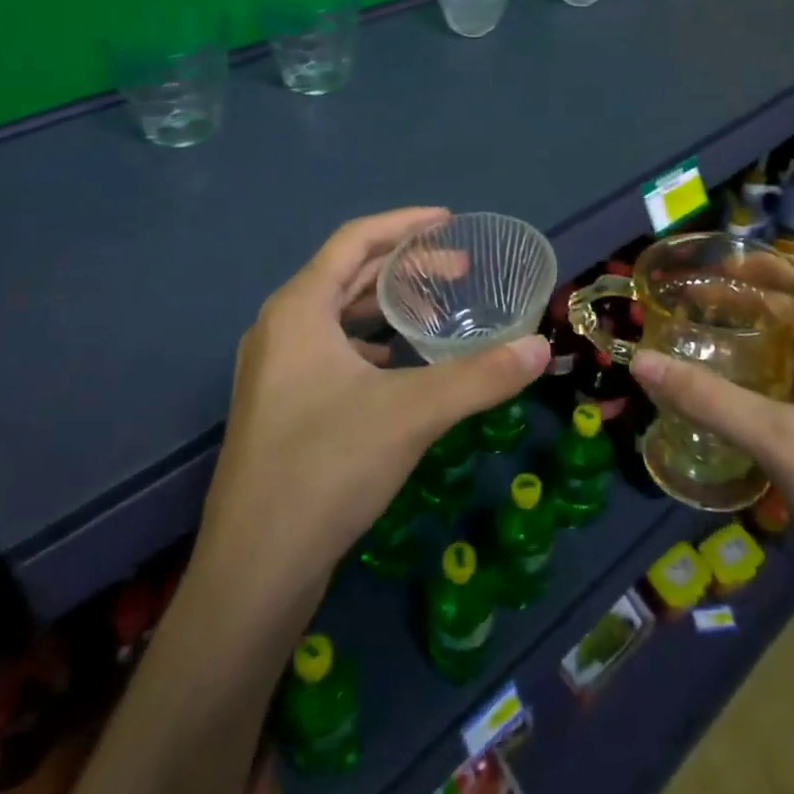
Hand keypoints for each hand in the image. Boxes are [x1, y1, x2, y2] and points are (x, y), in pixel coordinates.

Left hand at [200, 208, 548, 589]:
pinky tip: (401, 365)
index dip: (404, 224)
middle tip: (459, 270)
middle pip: (347, 274)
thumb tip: (540, 348)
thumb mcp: (412, 414)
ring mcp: (274, 370)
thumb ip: (481, 377)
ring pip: (337, 315)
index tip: (450, 221)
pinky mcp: (279, 406)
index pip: (355, 240)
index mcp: (298, 308)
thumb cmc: (326, 469)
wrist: (253, 572)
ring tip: (437, 313)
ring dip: (387, 306)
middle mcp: (279, 328)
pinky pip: (330, 350)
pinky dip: (370, 343)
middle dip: (405, 267)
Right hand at [629, 257, 793, 636]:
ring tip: (705, 341)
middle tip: (698, 303)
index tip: (720, 265)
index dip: (774, 265)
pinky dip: (775, 389)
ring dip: (764, 350)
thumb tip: (639, 361)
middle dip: (759, 308)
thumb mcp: (782, 441)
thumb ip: (709, 398)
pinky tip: (732, 395)